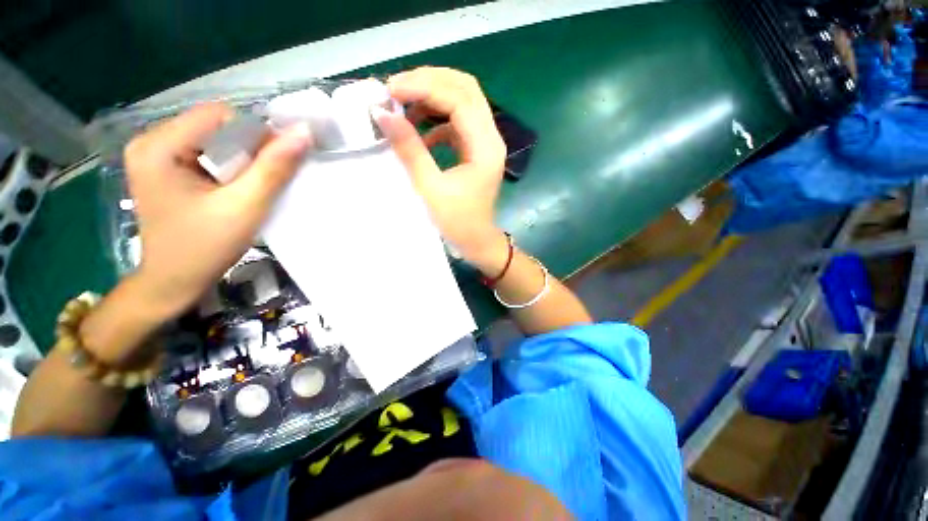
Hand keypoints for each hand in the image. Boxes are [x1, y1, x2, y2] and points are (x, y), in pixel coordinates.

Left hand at [124, 103, 311, 319]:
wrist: (174, 282)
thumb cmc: (204, 248)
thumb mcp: (245, 207)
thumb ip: (274, 168)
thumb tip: (304, 131)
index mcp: (158, 146)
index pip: (221, 116)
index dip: (256, 136)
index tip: (275, 167)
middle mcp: (151, 141)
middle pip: (216, 125)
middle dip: (248, 150)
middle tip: (261, 183)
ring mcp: (156, 154)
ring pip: (215, 138)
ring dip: (242, 159)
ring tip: (248, 189)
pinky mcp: (165, 167)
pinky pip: (208, 151)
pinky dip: (230, 165)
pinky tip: (234, 188)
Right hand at [373, 67, 506, 259]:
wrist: (477, 242)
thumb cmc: (457, 222)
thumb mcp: (431, 188)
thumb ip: (410, 150)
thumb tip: (383, 114)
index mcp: (485, 147)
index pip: (459, 98)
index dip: (424, 86)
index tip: (391, 90)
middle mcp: (491, 138)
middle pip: (465, 89)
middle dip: (430, 82)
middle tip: (397, 89)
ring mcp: (486, 143)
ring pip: (463, 102)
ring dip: (433, 97)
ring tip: (403, 105)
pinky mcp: (477, 150)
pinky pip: (458, 123)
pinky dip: (438, 119)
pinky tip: (421, 133)